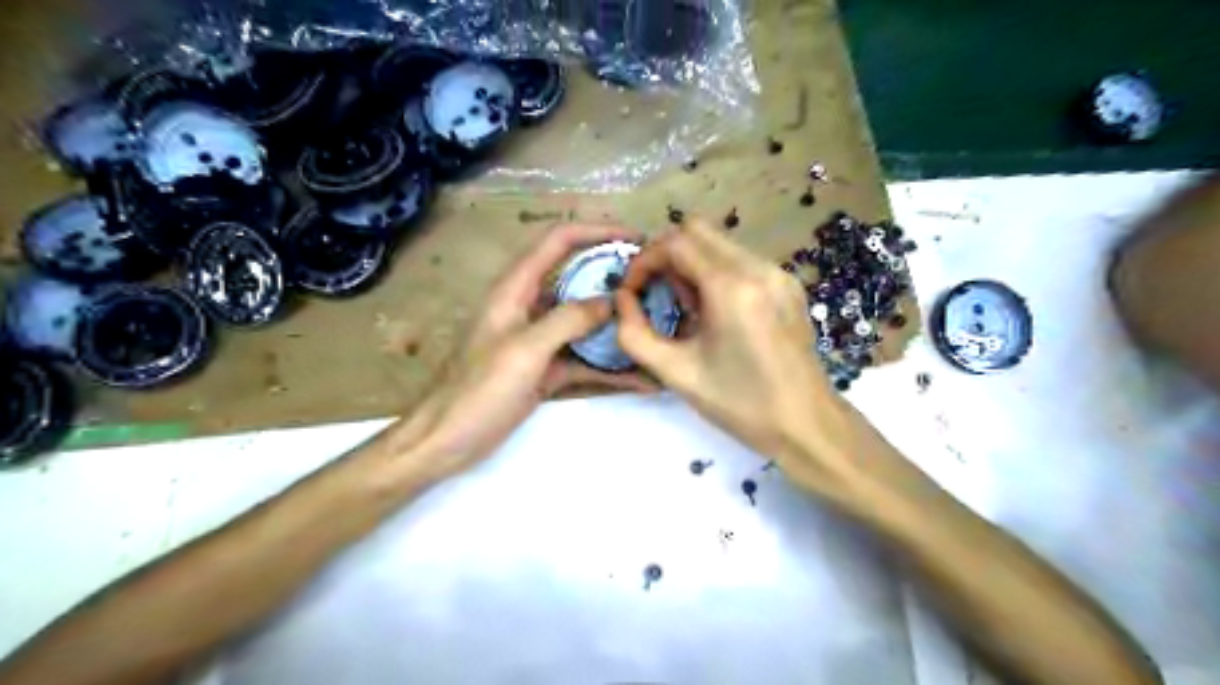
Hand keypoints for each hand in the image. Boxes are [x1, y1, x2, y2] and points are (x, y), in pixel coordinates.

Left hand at [396, 223, 651, 477]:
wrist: (447, 440)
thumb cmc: (478, 390)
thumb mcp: (525, 350)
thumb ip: (567, 320)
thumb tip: (610, 302)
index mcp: (515, 289)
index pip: (558, 241)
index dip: (596, 231)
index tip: (636, 238)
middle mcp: (530, 307)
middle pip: (577, 278)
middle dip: (614, 276)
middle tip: (655, 283)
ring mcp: (540, 340)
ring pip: (584, 321)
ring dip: (616, 322)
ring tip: (657, 324)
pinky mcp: (546, 369)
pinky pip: (584, 360)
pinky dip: (609, 367)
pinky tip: (640, 378)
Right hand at [616, 218, 861, 492]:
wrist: (807, 424)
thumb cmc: (741, 404)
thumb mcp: (676, 374)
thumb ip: (635, 335)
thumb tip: (622, 301)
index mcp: (732, 287)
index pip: (676, 242)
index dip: (644, 261)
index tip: (632, 292)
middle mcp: (759, 267)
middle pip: (698, 230)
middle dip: (666, 256)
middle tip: (657, 295)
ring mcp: (779, 273)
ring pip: (720, 243)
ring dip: (691, 264)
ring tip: (688, 311)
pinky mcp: (789, 285)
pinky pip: (741, 260)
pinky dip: (716, 273)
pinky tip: (717, 313)